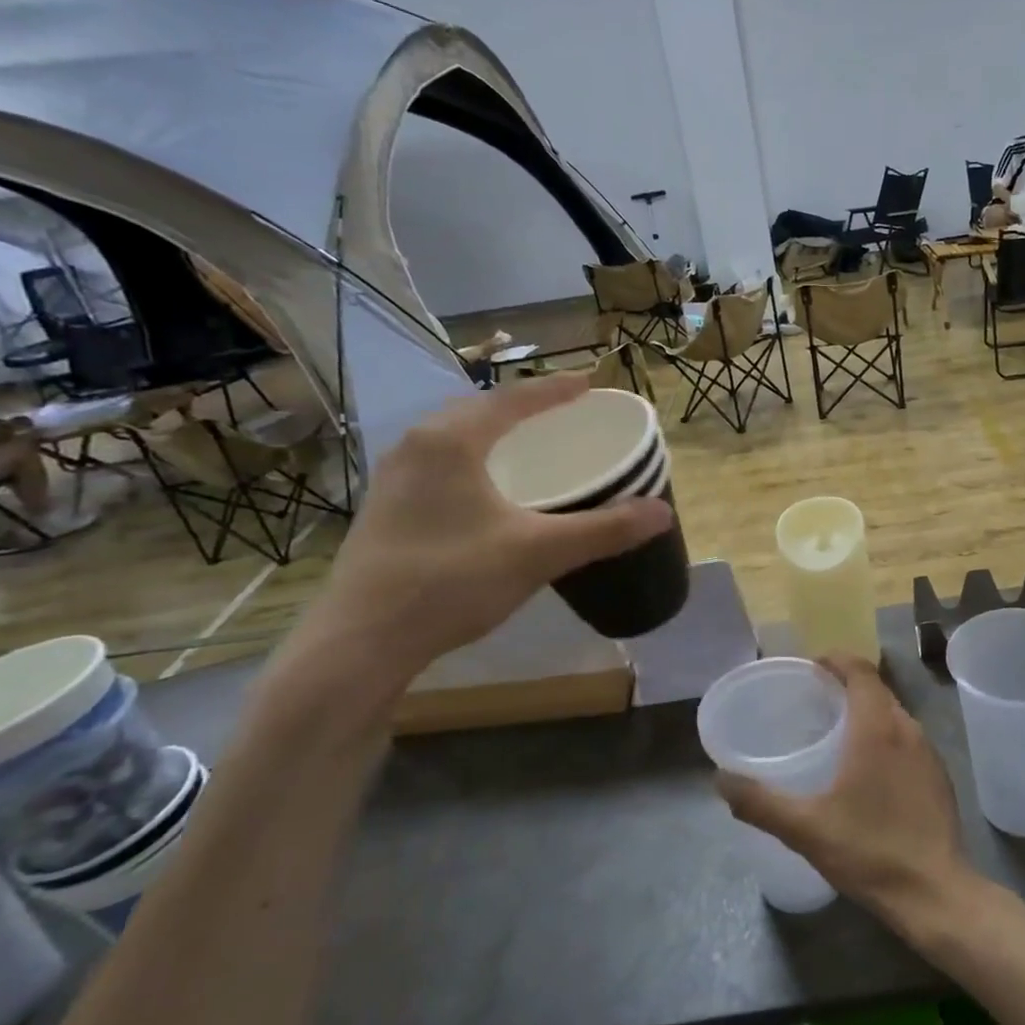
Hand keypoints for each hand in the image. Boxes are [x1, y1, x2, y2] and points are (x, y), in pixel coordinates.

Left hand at [313, 377, 671, 680]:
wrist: (362, 640)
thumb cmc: (452, 581)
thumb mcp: (539, 552)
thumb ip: (604, 529)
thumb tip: (662, 512)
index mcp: (452, 440)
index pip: (514, 398)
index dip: (556, 389)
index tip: (590, 383)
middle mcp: (417, 445)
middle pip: (479, 410)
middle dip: (524, 406)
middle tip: (563, 413)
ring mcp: (393, 476)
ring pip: (453, 436)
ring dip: (493, 432)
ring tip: (528, 444)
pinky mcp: (385, 507)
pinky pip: (439, 462)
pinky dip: (473, 458)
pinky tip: (486, 489)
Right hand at [714, 656, 980, 935]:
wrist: (936, 894)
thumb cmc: (870, 850)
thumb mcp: (805, 828)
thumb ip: (760, 802)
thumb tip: (720, 779)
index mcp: (877, 727)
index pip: (860, 669)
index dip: (836, 659)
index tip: (811, 668)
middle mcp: (907, 729)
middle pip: (876, 688)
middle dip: (846, 685)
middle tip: (814, 701)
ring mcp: (928, 753)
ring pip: (893, 714)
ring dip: (867, 711)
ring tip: (836, 732)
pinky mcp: (939, 777)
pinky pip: (907, 739)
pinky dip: (885, 737)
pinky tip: (867, 770)